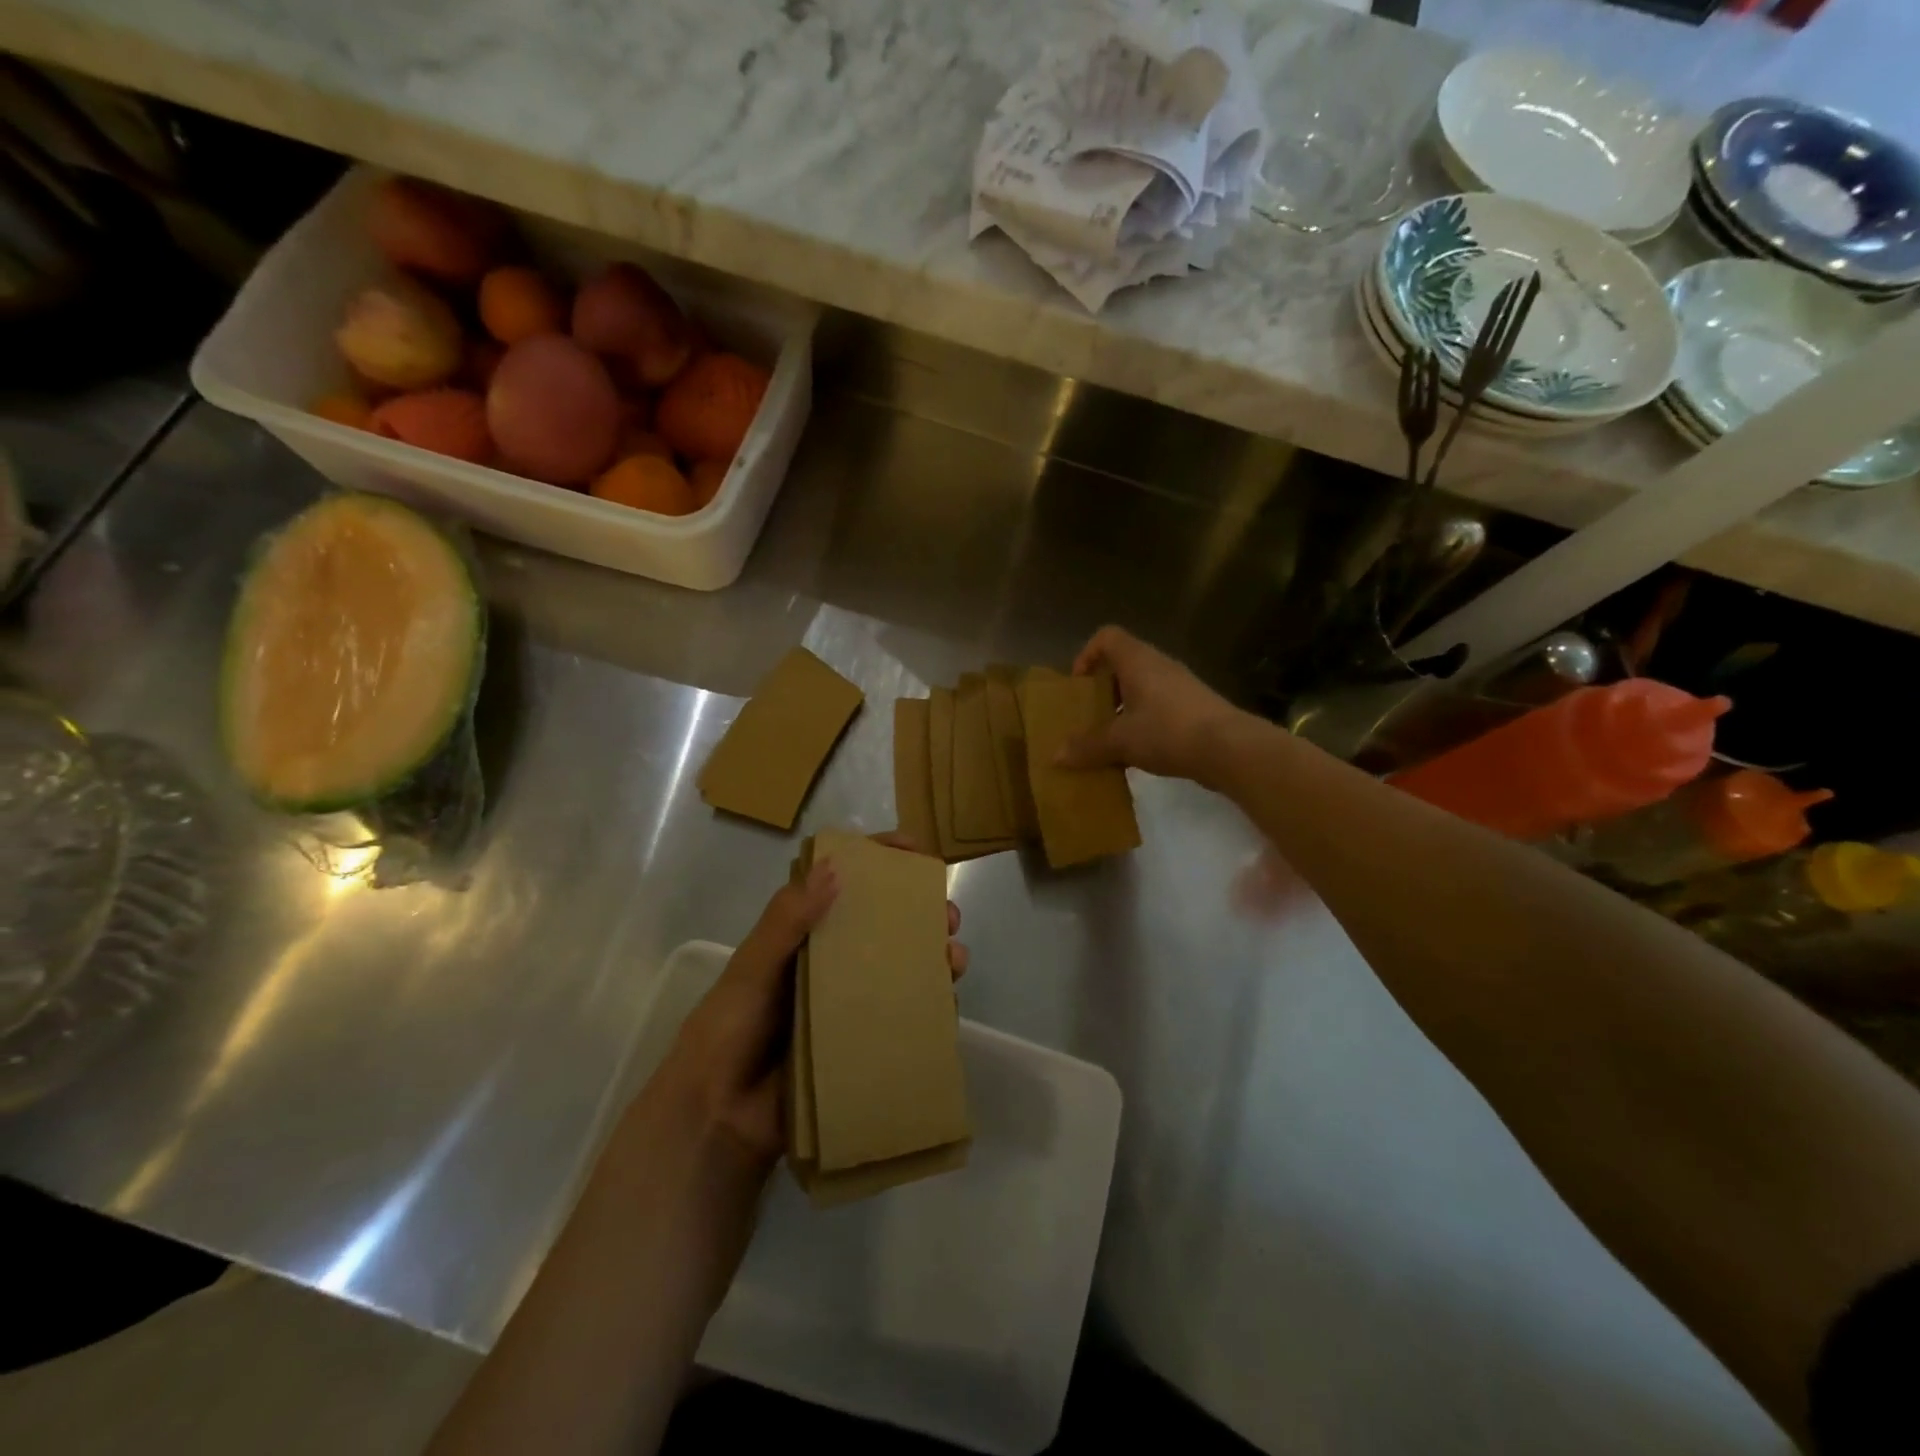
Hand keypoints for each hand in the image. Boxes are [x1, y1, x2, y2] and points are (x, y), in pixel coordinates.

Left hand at [645, 841, 967, 1175]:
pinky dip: (930, 1006)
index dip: (879, 861)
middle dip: (920, 913)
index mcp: (801, 936)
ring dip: (933, 957)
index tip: (915, 850)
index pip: (842, 884)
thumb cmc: (728, 1032)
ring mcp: (848, 1004)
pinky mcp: (861, 1043)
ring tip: (953, 959)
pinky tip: (947, 1003)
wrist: (717, 1120)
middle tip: (946, 915)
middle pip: (883, 925)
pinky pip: (903, 1017)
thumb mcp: (751, 969)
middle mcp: (830, 963)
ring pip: (901, 968)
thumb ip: (786, 921)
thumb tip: (836, 868)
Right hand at [1058, 626, 1245, 785]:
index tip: (1078, 685)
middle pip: (1123, 664)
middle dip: (1103, 689)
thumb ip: (1087, 746)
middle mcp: (1160, 665)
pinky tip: (1139, 752)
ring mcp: (1181, 686)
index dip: (1087, 655)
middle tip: (1089, 715)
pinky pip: (1159, 706)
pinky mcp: (1195, 707)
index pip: (1107, 637)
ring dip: (1123, 708)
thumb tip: (1056, 756)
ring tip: (1111, 738)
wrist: (1230, 749)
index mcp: (1138, 661)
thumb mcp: (1120, 741)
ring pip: (1142, 687)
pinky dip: (1144, 722)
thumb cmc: (1167, 731)